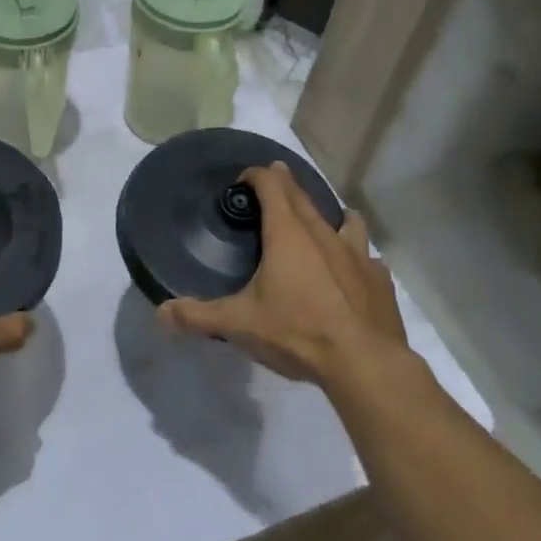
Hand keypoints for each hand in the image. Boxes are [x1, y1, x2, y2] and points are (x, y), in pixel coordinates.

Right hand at [160, 163, 410, 392]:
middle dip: (285, 185)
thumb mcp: (239, 324)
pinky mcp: (380, 280)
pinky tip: (351, 273)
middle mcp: (323, 233)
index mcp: (288, 233)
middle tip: (272, 186)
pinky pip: (368, 257)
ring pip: (345, 219)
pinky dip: (356, 257)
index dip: (256, 175)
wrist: (365, 365)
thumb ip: (198, 316)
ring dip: (330, 215)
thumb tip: (160, 314)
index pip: (271, 184)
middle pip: (303, 195)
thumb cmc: (298, 333)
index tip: (243, 181)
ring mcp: (357, 255)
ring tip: (319, 224)